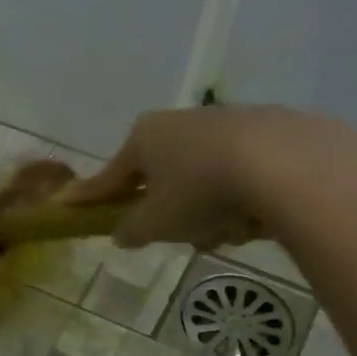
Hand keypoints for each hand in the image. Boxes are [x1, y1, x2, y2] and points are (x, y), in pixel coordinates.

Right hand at [64, 105, 356, 249]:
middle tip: (181, 234)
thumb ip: (131, 230)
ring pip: (204, 180)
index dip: (91, 195)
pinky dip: (242, 199)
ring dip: (209, 211)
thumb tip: (122, 233)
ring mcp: (229, 122)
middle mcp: (183, 121)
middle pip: (163, 177)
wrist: (286, 166)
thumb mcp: (155, 223)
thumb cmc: (200, 192)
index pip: (110, 174)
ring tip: (228, 232)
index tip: (70, 203)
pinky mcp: (273, 131)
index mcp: (146, 136)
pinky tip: (257, 217)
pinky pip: (242, 176)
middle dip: (170, 210)